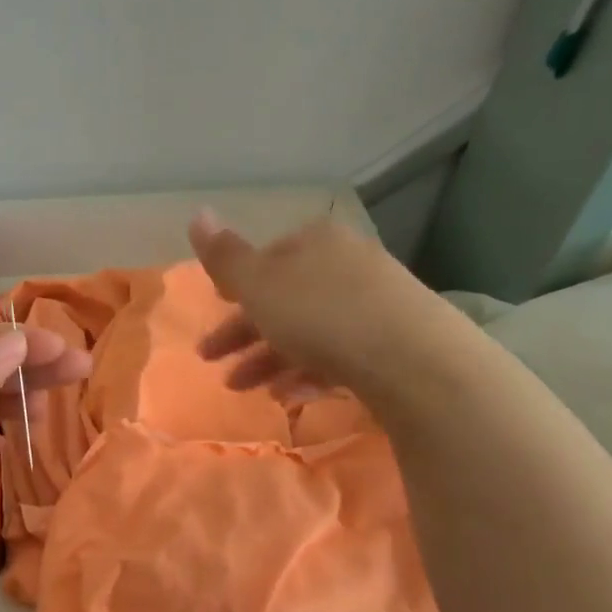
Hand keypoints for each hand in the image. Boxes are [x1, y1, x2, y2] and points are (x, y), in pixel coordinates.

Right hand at [187, 208, 444, 399]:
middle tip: (211, 361)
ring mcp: (373, 304)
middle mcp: (346, 265)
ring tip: (243, 389)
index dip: (235, 287)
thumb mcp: (259, 285)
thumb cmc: (321, 315)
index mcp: (314, 243)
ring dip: (268, 360)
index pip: (266, 259)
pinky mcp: (392, 343)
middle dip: (244, 332)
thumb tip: (197, 213)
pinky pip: (336, 356)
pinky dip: (306, 374)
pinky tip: (287, 399)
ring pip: (307, 331)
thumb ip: (224, 256)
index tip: (214, 311)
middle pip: (283, 298)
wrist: (414, 361)